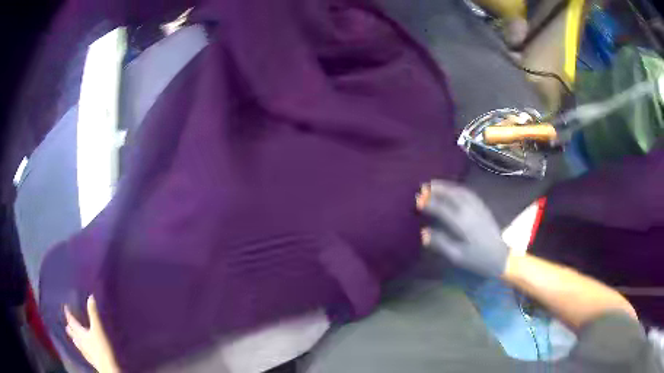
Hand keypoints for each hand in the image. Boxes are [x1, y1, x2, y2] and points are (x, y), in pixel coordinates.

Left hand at [64, 296, 119, 372]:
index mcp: (81, 333)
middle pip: (73, 333)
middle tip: (67, 324)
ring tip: (72, 337)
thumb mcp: (98, 329)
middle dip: (70, 328)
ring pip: (77, 343)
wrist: (108, 367)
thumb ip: (94, 314)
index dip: (68, 314)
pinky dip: (81, 348)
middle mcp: (80, 341)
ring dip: (74, 338)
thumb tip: (90, 297)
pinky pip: (83, 352)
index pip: (72, 322)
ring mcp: (85, 352)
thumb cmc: (102, 347)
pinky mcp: (91, 360)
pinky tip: (83, 350)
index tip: (65, 308)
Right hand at [416, 180, 508, 276]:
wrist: (500, 256)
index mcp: (462, 223)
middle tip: (424, 187)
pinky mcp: (483, 207)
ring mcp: (478, 207)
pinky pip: (469, 193)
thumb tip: (424, 232)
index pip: (442, 208)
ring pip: (461, 191)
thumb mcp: (457, 256)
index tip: (417, 201)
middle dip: (437, 189)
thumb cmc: (477, 259)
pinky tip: (453, 189)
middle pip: (452, 195)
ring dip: (447, 186)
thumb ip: (440, 242)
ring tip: (435, 184)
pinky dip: (458, 188)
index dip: (429, 204)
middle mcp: (470, 210)